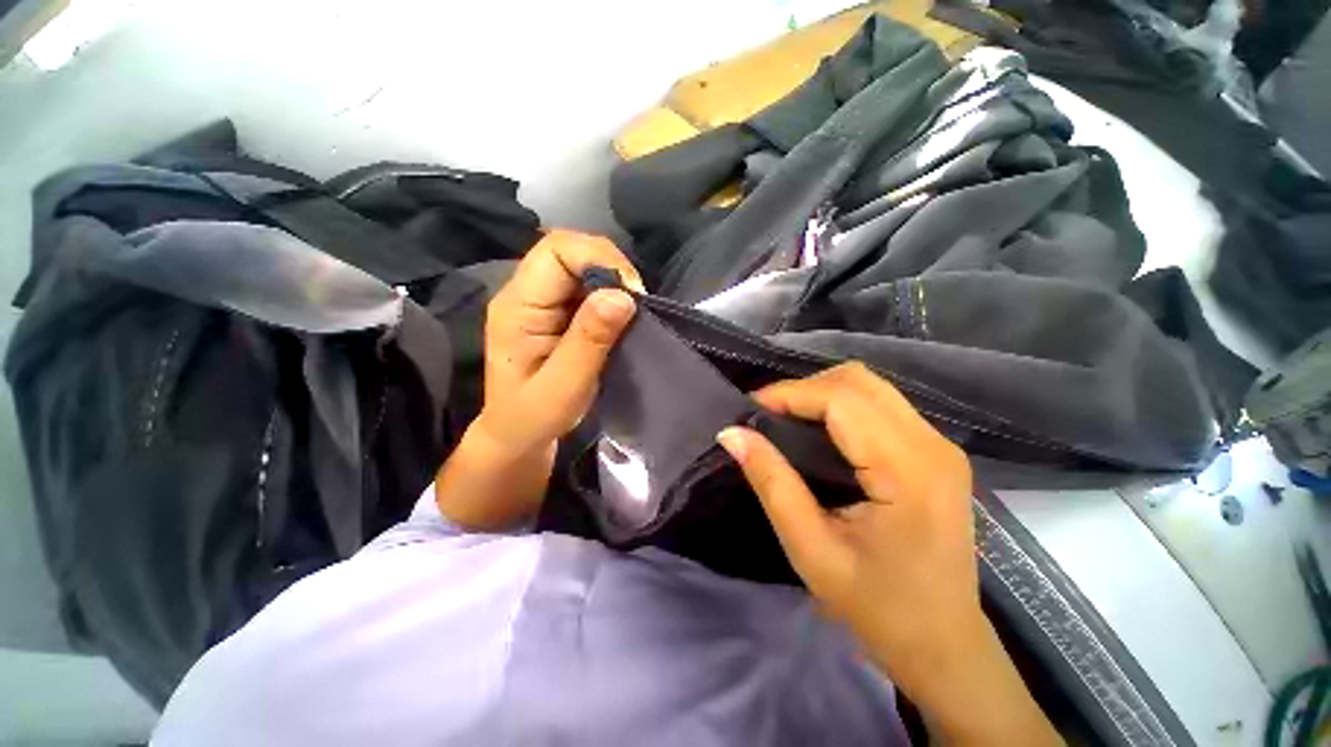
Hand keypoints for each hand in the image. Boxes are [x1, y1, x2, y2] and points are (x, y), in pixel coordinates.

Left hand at [435, 230, 642, 530]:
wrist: (519, 434)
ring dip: (614, 281)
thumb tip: (622, 295)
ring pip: (582, 264)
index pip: (556, 251)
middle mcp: (525, 292)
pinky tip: (620, 317)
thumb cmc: (535, 418)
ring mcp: (540, 299)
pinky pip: (587, 285)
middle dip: (611, 268)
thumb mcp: (565, 387)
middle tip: (636, 304)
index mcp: (518, 306)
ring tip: (632, 312)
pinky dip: (611, 294)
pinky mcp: (556, 309)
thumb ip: (589, 340)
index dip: (599, 259)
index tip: (631, 294)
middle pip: (570, 250)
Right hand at [718, 363, 1060, 746]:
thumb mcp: (811, 549)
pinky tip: (817, 430)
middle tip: (768, 415)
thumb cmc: (878, 608)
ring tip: (785, 419)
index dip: (790, 394)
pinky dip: (840, 406)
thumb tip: (732, 433)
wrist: (943, 645)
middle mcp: (932, 445)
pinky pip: (880, 405)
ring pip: (870, 387)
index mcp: (909, 470)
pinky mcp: (934, 452)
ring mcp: (939, 445)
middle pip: (860, 380)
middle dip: (805, 388)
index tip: (750, 409)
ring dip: (821, 394)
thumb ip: (771, 482)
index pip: (842, 399)